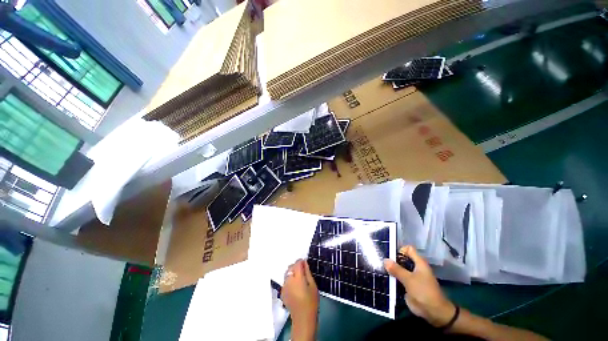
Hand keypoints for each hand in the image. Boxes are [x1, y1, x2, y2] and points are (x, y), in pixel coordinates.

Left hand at [282, 259, 318, 340]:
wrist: (303, 319)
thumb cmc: (311, 302)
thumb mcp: (313, 286)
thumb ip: (308, 273)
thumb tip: (304, 263)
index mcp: (297, 278)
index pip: (297, 264)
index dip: (301, 262)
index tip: (305, 263)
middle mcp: (289, 280)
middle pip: (290, 267)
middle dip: (296, 266)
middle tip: (303, 271)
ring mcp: (284, 287)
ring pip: (287, 273)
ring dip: (292, 272)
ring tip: (299, 279)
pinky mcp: (282, 292)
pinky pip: (285, 281)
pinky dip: (289, 280)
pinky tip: (295, 287)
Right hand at [384, 246, 455, 327]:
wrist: (433, 312)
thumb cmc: (424, 292)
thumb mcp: (409, 279)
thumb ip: (397, 269)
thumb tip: (385, 260)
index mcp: (419, 262)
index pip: (408, 249)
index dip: (400, 250)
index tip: (391, 256)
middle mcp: (415, 267)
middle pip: (402, 259)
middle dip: (392, 260)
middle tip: (382, 262)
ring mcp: (411, 277)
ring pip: (399, 269)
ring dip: (391, 270)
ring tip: (380, 269)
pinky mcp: (408, 286)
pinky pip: (398, 279)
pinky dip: (392, 278)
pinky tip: (384, 279)